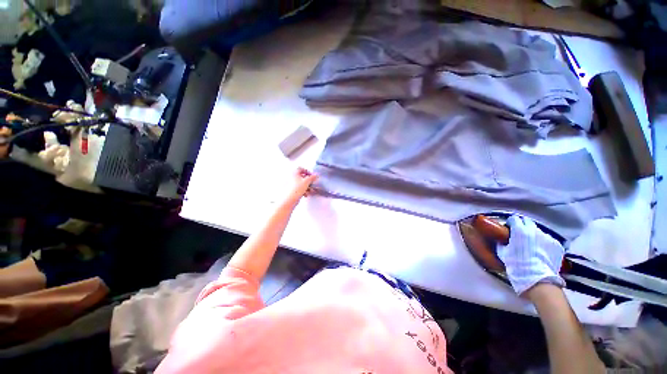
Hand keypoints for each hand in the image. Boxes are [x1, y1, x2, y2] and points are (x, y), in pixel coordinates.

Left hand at [283, 167, 317, 204]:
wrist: (289, 199)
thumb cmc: (297, 188)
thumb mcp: (307, 181)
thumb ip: (312, 177)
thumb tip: (316, 175)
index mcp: (294, 172)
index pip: (301, 168)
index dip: (307, 171)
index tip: (312, 176)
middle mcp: (291, 177)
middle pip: (302, 176)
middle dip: (308, 181)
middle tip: (312, 184)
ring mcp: (290, 184)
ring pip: (301, 183)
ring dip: (307, 186)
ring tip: (310, 191)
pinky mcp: (291, 190)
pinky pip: (298, 188)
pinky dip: (303, 190)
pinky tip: (305, 195)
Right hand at [497, 215, 564, 295]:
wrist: (537, 279)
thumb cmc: (516, 264)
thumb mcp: (503, 252)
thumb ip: (503, 242)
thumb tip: (502, 239)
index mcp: (519, 230)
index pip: (514, 219)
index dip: (511, 223)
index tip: (508, 228)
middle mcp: (534, 230)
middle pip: (528, 222)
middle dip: (523, 226)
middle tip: (519, 234)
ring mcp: (547, 237)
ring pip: (538, 231)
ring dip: (534, 235)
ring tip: (532, 245)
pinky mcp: (557, 245)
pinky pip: (548, 240)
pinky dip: (543, 243)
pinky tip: (541, 252)